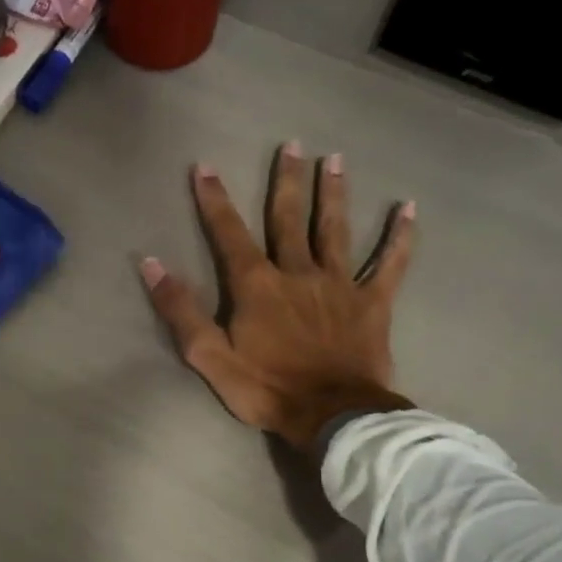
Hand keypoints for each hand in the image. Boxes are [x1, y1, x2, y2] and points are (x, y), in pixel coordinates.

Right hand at [141, 145, 414, 448]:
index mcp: (257, 285)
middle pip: (289, 219)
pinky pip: (390, 264)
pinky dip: (400, 238)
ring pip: (335, 230)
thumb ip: (180, 309)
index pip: (230, 232)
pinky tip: (408, 210)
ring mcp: (340, 285)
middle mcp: (298, 272)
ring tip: (334, 160)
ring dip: (333, 194)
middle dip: (286, 181)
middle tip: (292, 145)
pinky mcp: (373, 303)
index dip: (214, 200)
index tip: (204, 167)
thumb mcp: (208, 355)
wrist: (332, 415)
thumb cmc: (266, 387)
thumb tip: (152, 264)